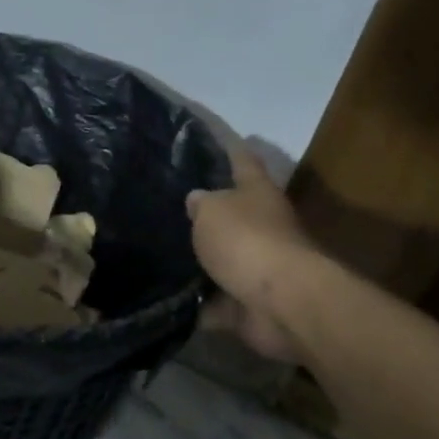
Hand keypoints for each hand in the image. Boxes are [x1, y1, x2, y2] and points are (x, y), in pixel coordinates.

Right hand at [186, 141, 313, 362]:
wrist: (281, 303)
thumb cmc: (247, 240)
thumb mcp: (212, 210)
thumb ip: (200, 203)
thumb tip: (197, 200)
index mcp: (257, 194)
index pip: (243, 161)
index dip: (230, 147)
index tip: (212, 135)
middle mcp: (262, 226)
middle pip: (233, 213)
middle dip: (206, 212)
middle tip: (167, 205)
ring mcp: (257, 267)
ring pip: (221, 259)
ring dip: (198, 261)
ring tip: (157, 253)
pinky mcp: (247, 303)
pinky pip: (214, 301)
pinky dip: (196, 303)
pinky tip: (164, 297)